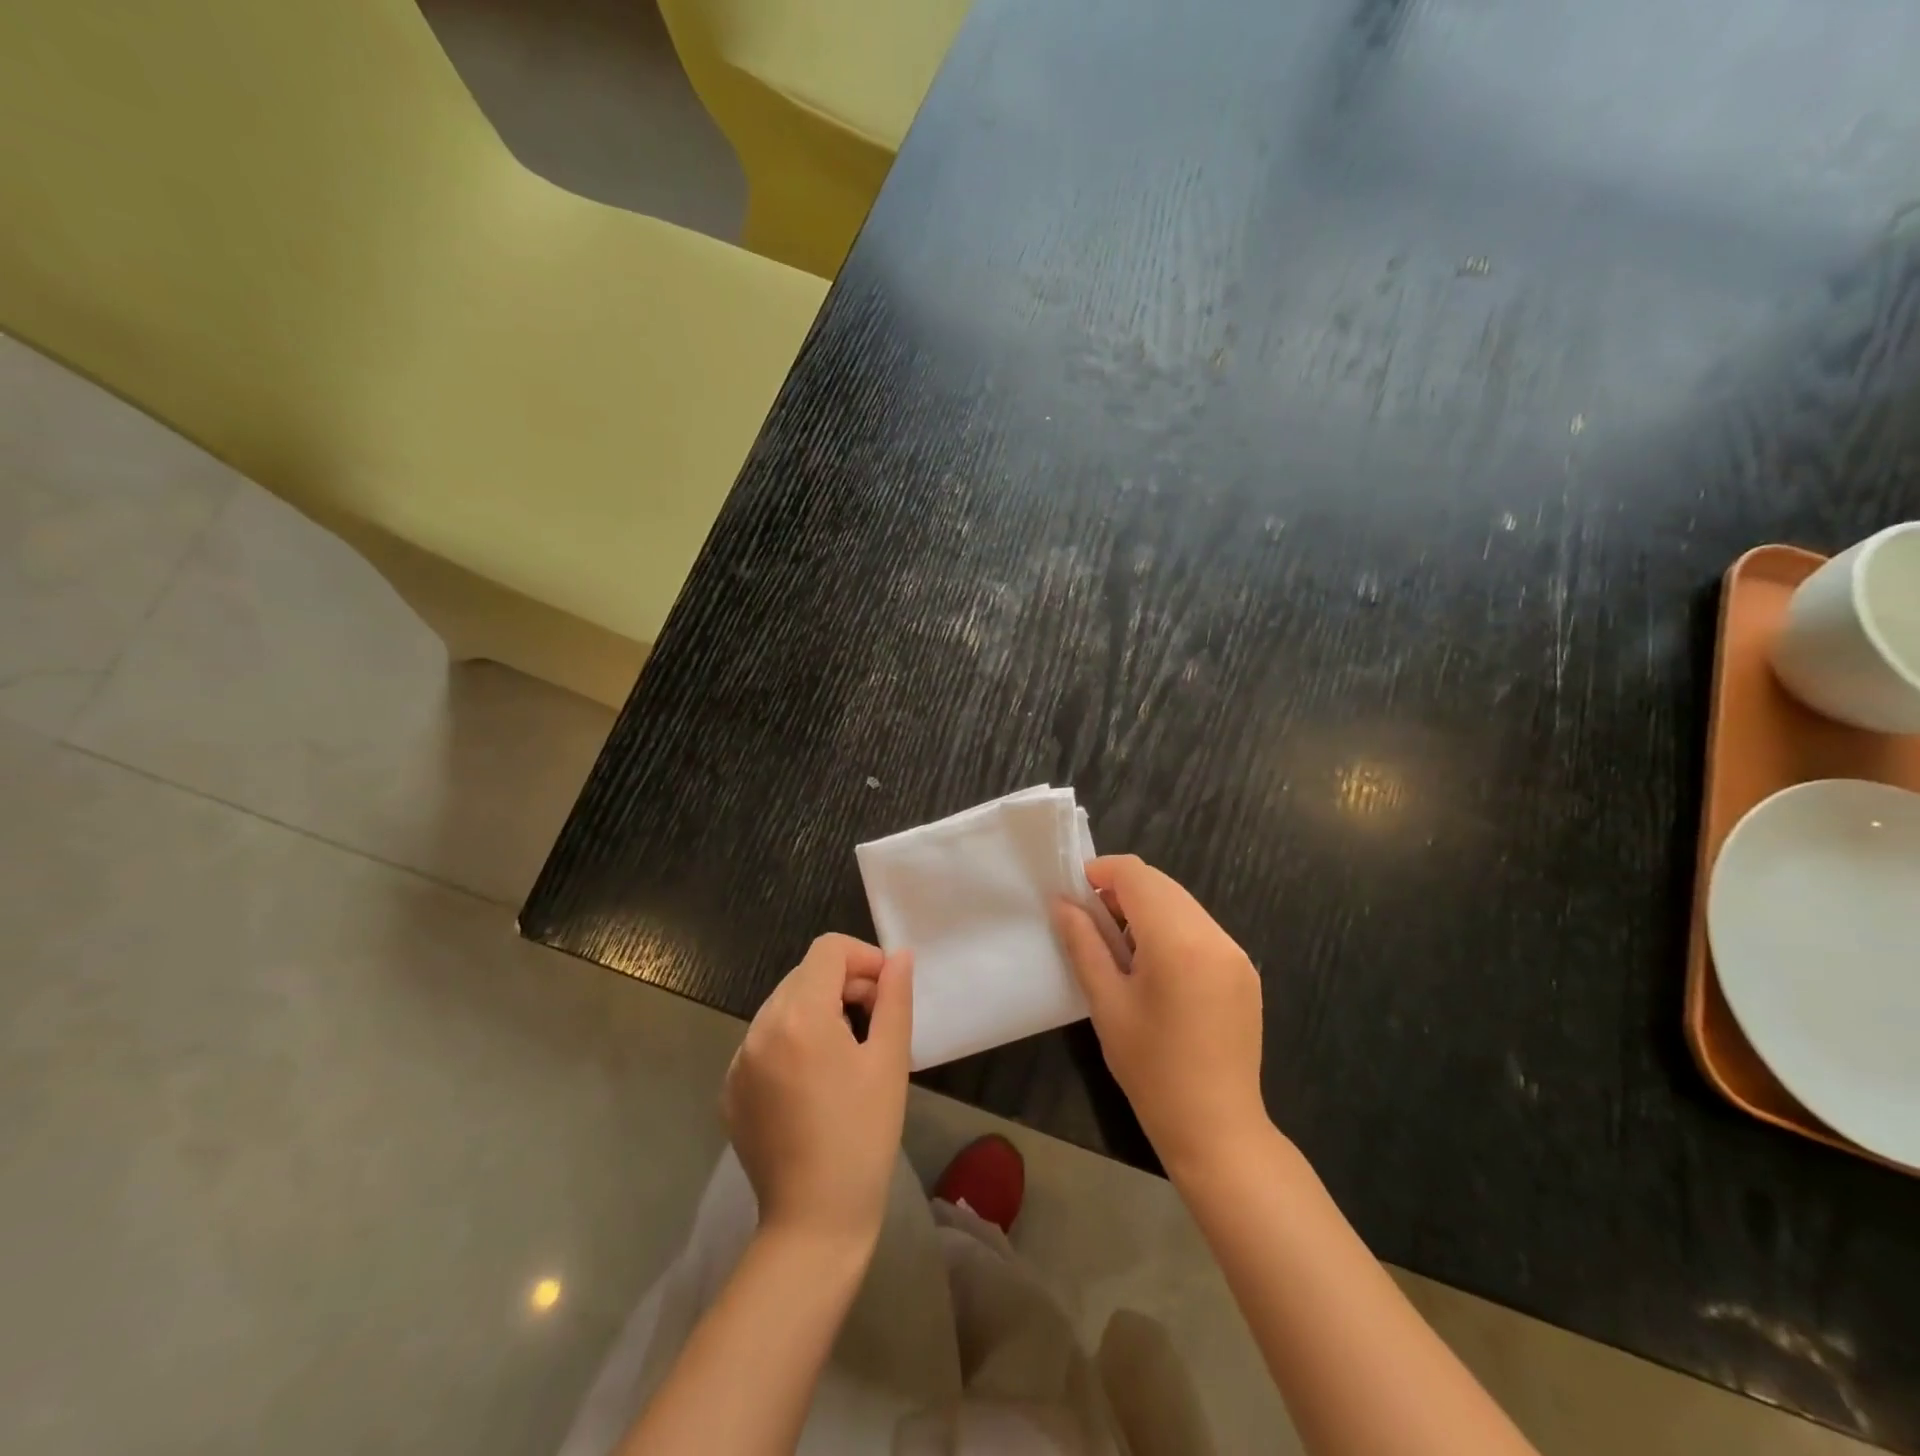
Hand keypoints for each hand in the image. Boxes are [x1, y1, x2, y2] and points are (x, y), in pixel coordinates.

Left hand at [723, 934, 913, 1253]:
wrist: (813, 1222)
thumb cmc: (863, 1136)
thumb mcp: (890, 1061)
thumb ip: (894, 998)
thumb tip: (899, 957)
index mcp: (799, 1016)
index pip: (828, 950)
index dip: (863, 958)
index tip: (886, 991)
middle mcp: (760, 1028)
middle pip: (805, 974)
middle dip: (843, 983)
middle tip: (873, 1021)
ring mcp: (738, 1060)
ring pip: (783, 1005)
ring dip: (817, 1010)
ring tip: (846, 1052)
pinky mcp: (730, 1089)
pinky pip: (764, 1041)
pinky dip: (791, 1041)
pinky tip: (813, 1082)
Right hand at [1054, 856, 1266, 1177]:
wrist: (1217, 1128)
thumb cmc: (1151, 1069)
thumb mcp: (1106, 1003)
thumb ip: (1083, 942)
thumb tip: (1062, 901)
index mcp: (1178, 941)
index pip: (1137, 875)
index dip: (1101, 872)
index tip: (1074, 894)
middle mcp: (1214, 935)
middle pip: (1161, 885)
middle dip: (1122, 891)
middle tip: (1090, 922)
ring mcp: (1235, 952)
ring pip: (1182, 904)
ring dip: (1147, 909)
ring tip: (1119, 947)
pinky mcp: (1244, 970)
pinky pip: (1200, 928)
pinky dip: (1171, 929)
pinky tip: (1154, 967)